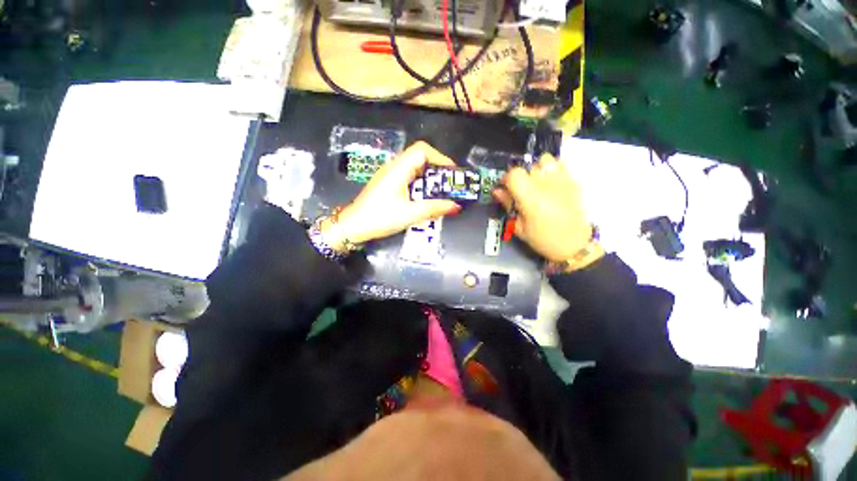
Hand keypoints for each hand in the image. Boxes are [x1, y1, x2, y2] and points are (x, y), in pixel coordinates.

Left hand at [322, 142, 460, 250]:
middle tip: (448, 182)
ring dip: (428, 175)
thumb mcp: (410, 214)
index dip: (440, 157)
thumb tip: (455, 206)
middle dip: (437, 167)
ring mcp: (389, 174)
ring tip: (440, 190)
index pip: (422, 150)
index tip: (452, 171)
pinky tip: (424, 196)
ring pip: (413, 166)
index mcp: (398, 169)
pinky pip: (407, 175)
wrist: (353, 226)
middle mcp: (393, 166)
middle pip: (419, 156)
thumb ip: (434, 208)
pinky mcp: (387, 183)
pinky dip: (420, 182)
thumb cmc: (380, 217)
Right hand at [493, 154, 594, 261]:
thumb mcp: (519, 226)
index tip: (505, 188)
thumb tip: (497, 191)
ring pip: (546, 160)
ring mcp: (563, 181)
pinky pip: (560, 165)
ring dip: (537, 168)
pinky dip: (551, 170)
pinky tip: (550, 184)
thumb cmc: (542, 239)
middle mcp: (547, 185)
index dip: (506, 178)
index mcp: (532, 198)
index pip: (515, 174)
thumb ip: (508, 205)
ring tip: (536, 182)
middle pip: (529, 166)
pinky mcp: (573, 182)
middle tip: (521, 190)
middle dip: (521, 176)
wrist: (574, 245)